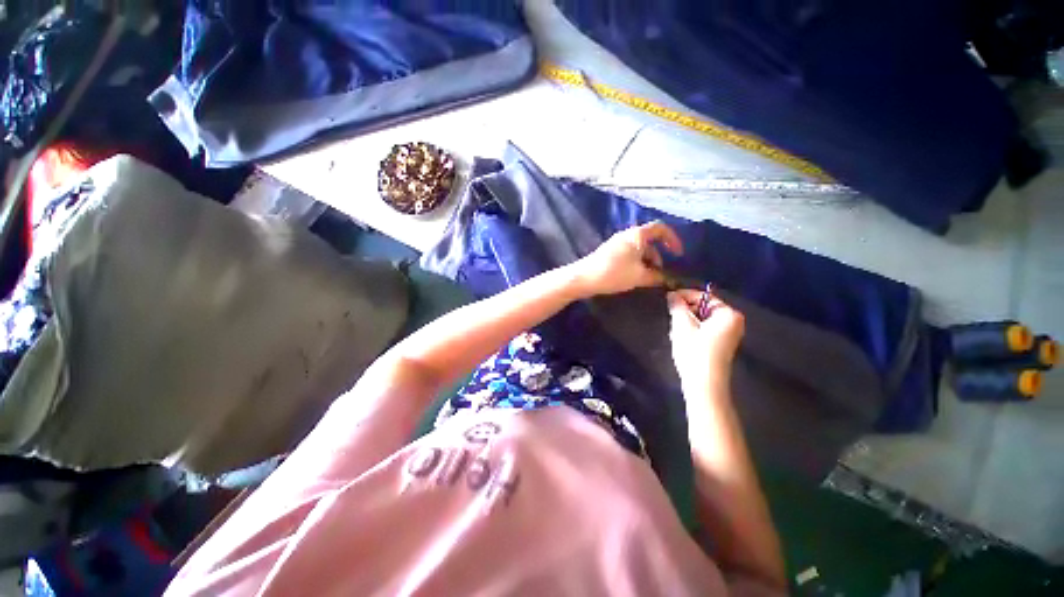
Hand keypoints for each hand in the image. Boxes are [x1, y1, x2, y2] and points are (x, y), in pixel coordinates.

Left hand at [572, 221, 683, 296]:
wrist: (584, 278)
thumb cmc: (614, 273)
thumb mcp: (640, 276)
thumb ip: (657, 276)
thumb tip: (668, 279)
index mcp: (637, 235)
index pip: (660, 228)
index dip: (673, 239)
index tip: (678, 254)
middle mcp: (627, 235)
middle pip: (649, 240)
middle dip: (659, 255)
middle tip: (661, 272)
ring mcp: (616, 243)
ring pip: (639, 249)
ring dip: (647, 261)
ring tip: (648, 278)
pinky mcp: (609, 252)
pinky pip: (629, 254)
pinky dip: (637, 262)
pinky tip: (635, 276)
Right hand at [667, 289, 744, 394]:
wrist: (704, 384)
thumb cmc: (695, 351)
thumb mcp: (682, 325)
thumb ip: (677, 306)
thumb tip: (672, 294)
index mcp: (728, 314)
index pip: (703, 296)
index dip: (684, 295)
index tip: (668, 298)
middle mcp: (734, 321)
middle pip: (703, 307)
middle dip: (685, 311)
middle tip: (671, 317)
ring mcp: (729, 334)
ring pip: (702, 319)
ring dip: (687, 321)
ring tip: (675, 330)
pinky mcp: (722, 344)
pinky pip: (705, 329)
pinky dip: (693, 330)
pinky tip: (682, 339)